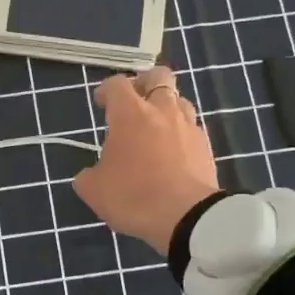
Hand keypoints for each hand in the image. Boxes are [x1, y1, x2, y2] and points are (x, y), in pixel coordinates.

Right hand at [73, 66, 219, 255]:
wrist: (187, 218)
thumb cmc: (133, 196)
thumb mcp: (93, 190)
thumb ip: (88, 175)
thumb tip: (90, 174)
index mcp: (130, 114)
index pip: (117, 84)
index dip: (106, 90)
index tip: (101, 103)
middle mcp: (162, 111)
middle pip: (158, 76)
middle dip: (145, 83)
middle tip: (134, 101)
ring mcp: (188, 127)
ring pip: (180, 100)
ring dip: (166, 107)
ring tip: (155, 128)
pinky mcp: (206, 147)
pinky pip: (192, 129)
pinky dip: (181, 133)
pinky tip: (173, 153)